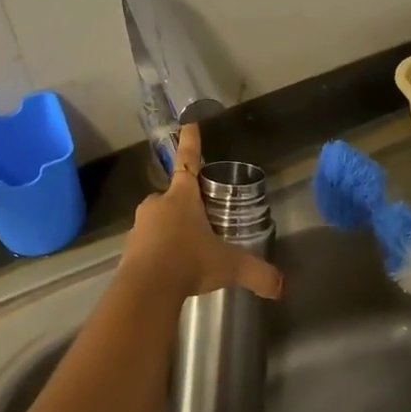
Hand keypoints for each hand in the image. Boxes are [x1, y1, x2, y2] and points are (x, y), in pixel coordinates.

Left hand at [119, 124, 284, 303]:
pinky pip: (148, 244)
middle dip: (186, 206)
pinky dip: (159, 252)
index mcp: (182, 197)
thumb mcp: (229, 266)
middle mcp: (158, 205)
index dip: (190, 142)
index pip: (188, 161)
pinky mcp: (129, 249)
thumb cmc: (188, 262)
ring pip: (159, 221)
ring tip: (188, 254)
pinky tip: (171, 271)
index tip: (188, 122)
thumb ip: (256, 273)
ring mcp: (140, 226)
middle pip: (173, 197)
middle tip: (202, 223)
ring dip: (172, 231)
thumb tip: (281, 286)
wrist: (146, 289)